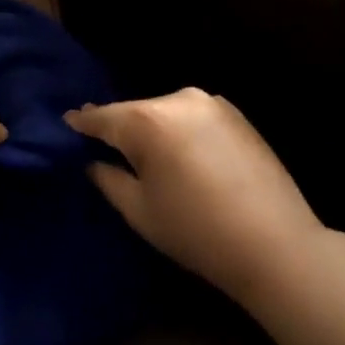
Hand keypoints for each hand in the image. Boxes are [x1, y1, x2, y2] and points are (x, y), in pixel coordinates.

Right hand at [68, 89, 324, 306]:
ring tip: (147, 155)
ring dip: (152, 129)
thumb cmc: (197, 231)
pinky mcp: (235, 114)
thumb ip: (108, 178)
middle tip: (104, 147)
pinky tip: (183, 156)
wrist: (277, 245)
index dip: (81, 122)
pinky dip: (180, 130)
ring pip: (164, 112)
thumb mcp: (139, 211)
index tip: (67, 123)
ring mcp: (211, 103)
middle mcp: (178, 99)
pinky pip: (191, 116)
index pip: (102, 117)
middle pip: (135, 112)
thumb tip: (93, 161)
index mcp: (148, 120)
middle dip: (120, 128)